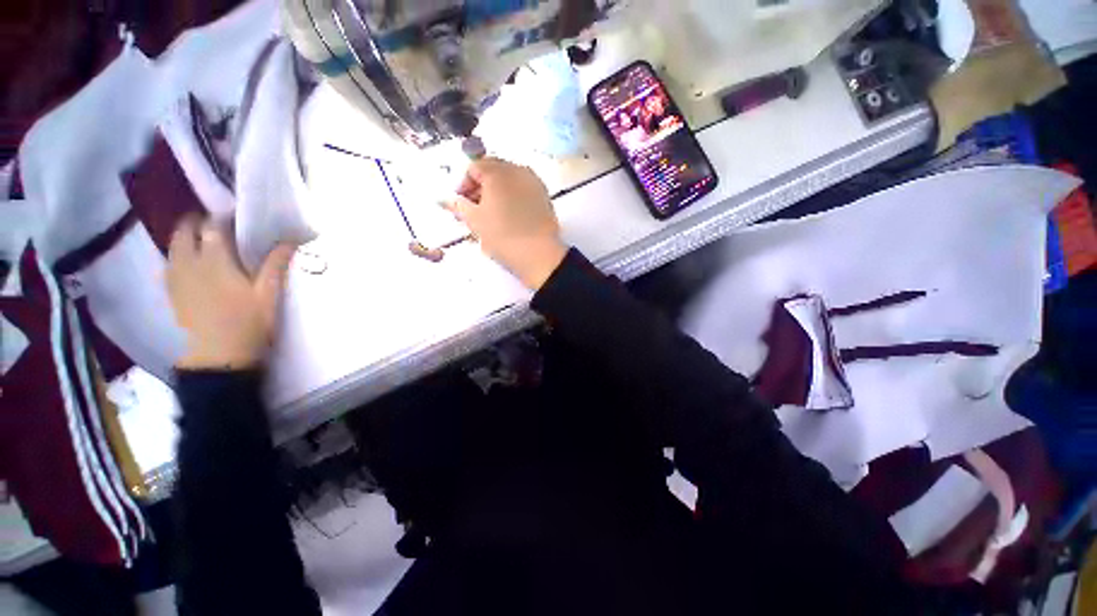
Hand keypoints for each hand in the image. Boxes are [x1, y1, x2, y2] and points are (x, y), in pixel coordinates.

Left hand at [167, 217, 295, 369]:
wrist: (220, 354)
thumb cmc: (249, 322)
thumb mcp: (269, 294)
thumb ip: (275, 264)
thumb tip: (289, 241)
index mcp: (215, 261)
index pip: (213, 227)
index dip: (222, 218)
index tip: (235, 217)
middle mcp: (189, 263)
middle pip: (185, 231)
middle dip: (197, 222)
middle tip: (215, 224)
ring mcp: (176, 277)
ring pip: (173, 246)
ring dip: (184, 236)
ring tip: (200, 238)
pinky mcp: (171, 291)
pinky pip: (168, 263)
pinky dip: (177, 254)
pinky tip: (188, 261)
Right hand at [445, 158, 566, 289]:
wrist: (539, 254)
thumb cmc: (503, 236)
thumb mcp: (475, 221)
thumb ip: (458, 205)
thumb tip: (445, 199)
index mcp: (497, 172)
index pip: (473, 168)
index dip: (463, 185)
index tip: (461, 203)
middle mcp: (517, 170)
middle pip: (493, 171)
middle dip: (480, 187)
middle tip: (474, 208)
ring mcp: (534, 183)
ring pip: (509, 180)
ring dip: (497, 192)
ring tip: (492, 214)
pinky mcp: (544, 197)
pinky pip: (523, 190)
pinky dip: (513, 197)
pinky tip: (511, 216)